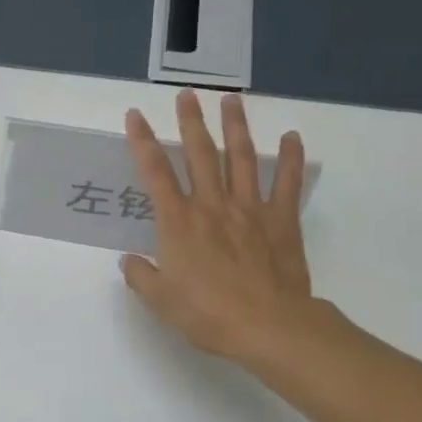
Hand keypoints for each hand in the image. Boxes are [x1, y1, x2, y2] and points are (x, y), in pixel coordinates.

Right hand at [120, 90, 324, 373]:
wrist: (268, 327)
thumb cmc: (207, 314)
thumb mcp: (161, 300)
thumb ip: (142, 276)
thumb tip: (129, 260)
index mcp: (178, 222)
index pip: (155, 172)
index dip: (142, 141)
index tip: (136, 116)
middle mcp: (212, 205)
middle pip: (199, 154)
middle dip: (191, 122)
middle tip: (187, 95)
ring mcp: (249, 209)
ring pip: (240, 158)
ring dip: (235, 126)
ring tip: (231, 100)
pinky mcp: (281, 221)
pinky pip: (287, 184)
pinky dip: (291, 159)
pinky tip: (292, 137)